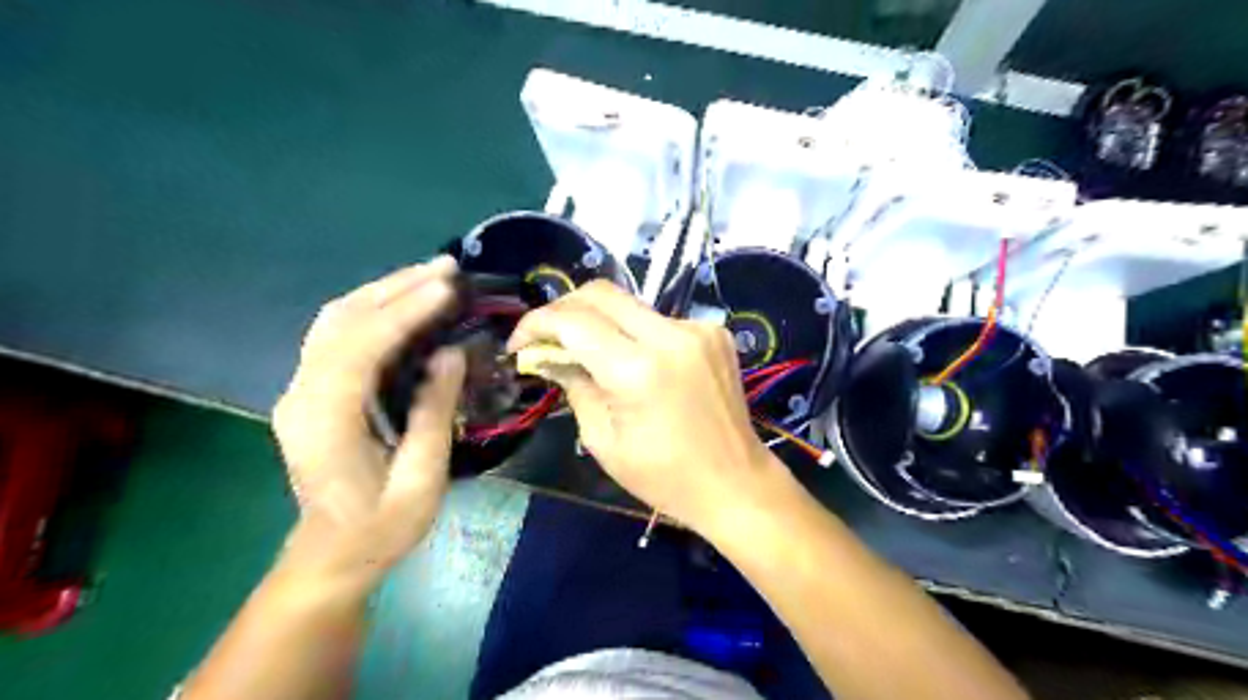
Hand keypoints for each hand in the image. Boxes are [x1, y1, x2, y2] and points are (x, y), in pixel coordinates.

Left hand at [274, 257, 468, 590]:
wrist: (330, 556)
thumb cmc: (379, 528)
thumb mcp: (420, 480)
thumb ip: (433, 414)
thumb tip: (451, 354)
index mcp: (324, 420)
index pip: (362, 346)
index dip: (406, 311)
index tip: (448, 287)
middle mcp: (301, 393)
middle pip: (343, 320)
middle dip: (397, 287)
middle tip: (447, 267)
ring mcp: (300, 389)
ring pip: (336, 320)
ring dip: (384, 291)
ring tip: (431, 276)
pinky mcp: (311, 390)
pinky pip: (338, 335)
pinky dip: (373, 310)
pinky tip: (404, 302)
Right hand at [504, 278, 777, 536]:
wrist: (735, 482)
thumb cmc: (664, 476)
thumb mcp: (602, 440)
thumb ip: (573, 385)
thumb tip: (546, 355)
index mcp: (638, 370)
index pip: (573, 321)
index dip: (536, 324)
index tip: (519, 344)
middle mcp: (671, 336)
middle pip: (601, 293)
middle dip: (564, 309)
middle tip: (547, 338)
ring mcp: (698, 329)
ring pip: (631, 305)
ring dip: (601, 322)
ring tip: (588, 354)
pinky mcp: (715, 333)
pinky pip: (660, 320)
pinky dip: (636, 334)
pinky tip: (636, 362)